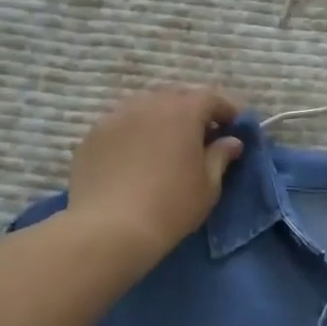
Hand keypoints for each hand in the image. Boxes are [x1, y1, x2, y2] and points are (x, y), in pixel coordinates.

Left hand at [68, 86, 243, 266]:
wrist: (109, 229)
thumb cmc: (171, 206)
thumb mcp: (208, 186)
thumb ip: (220, 157)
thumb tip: (231, 142)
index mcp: (183, 111)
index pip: (210, 98)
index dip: (225, 110)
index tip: (234, 126)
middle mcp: (148, 104)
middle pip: (176, 96)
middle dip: (192, 111)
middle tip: (201, 135)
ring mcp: (116, 117)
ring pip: (145, 107)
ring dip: (160, 119)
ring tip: (165, 144)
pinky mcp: (92, 136)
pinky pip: (121, 125)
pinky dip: (134, 133)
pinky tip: (134, 158)